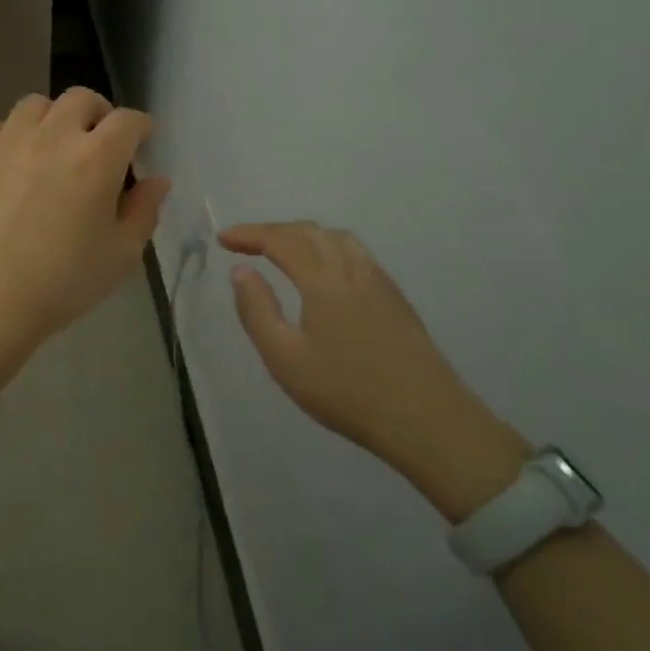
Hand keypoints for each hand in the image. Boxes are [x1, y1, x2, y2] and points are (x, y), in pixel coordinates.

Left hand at [0, 89, 171, 392]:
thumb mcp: (120, 255)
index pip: (129, 120)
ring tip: (52, 147)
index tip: (141, 141)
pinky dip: (9, 136)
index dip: (140, 127)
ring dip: (53, 118)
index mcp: (98, 157)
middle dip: (98, 113)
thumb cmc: (61, 283)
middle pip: (81, 99)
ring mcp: (8, 140)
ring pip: (36, 105)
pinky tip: (9, 163)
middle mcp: (53, 135)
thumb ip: (144, 211)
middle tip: (99, 141)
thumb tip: (157, 181)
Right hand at [221, 222, 527, 521]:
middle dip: (273, 231)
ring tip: (282, 251)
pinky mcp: (396, 297)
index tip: (223, 238)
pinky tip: (326, 272)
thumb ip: (257, 311)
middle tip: (245, 244)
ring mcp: (379, 281)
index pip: (280, 240)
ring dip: (303, 235)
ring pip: (337, 238)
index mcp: (323, 280)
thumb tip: (241, 271)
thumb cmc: (347, 391)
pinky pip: (356, 253)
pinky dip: (328, 247)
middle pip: (309, 232)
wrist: (426, 419)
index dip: (249, 234)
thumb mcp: (285, 359)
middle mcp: (352, 269)